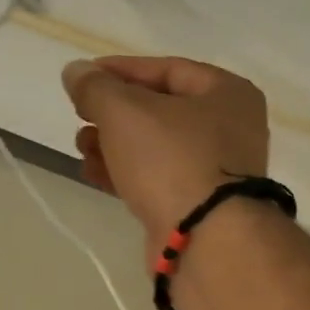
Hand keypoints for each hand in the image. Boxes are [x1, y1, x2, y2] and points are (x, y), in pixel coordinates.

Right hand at [61, 56, 270, 250]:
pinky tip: (94, 174)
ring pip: (158, 148)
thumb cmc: (173, 160)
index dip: (121, 70)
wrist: (206, 240)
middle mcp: (232, 129)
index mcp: (229, 94)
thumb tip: (77, 72)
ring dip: (115, 144)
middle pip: (163, 110)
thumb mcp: (126, 111)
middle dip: (115, 113)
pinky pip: (161, 179)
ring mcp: (219, 172)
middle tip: (80, 117)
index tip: (82, 78)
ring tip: (82, 147)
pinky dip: (128, 174)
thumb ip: (96, 87)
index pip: (169, 69)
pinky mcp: (202, 206)